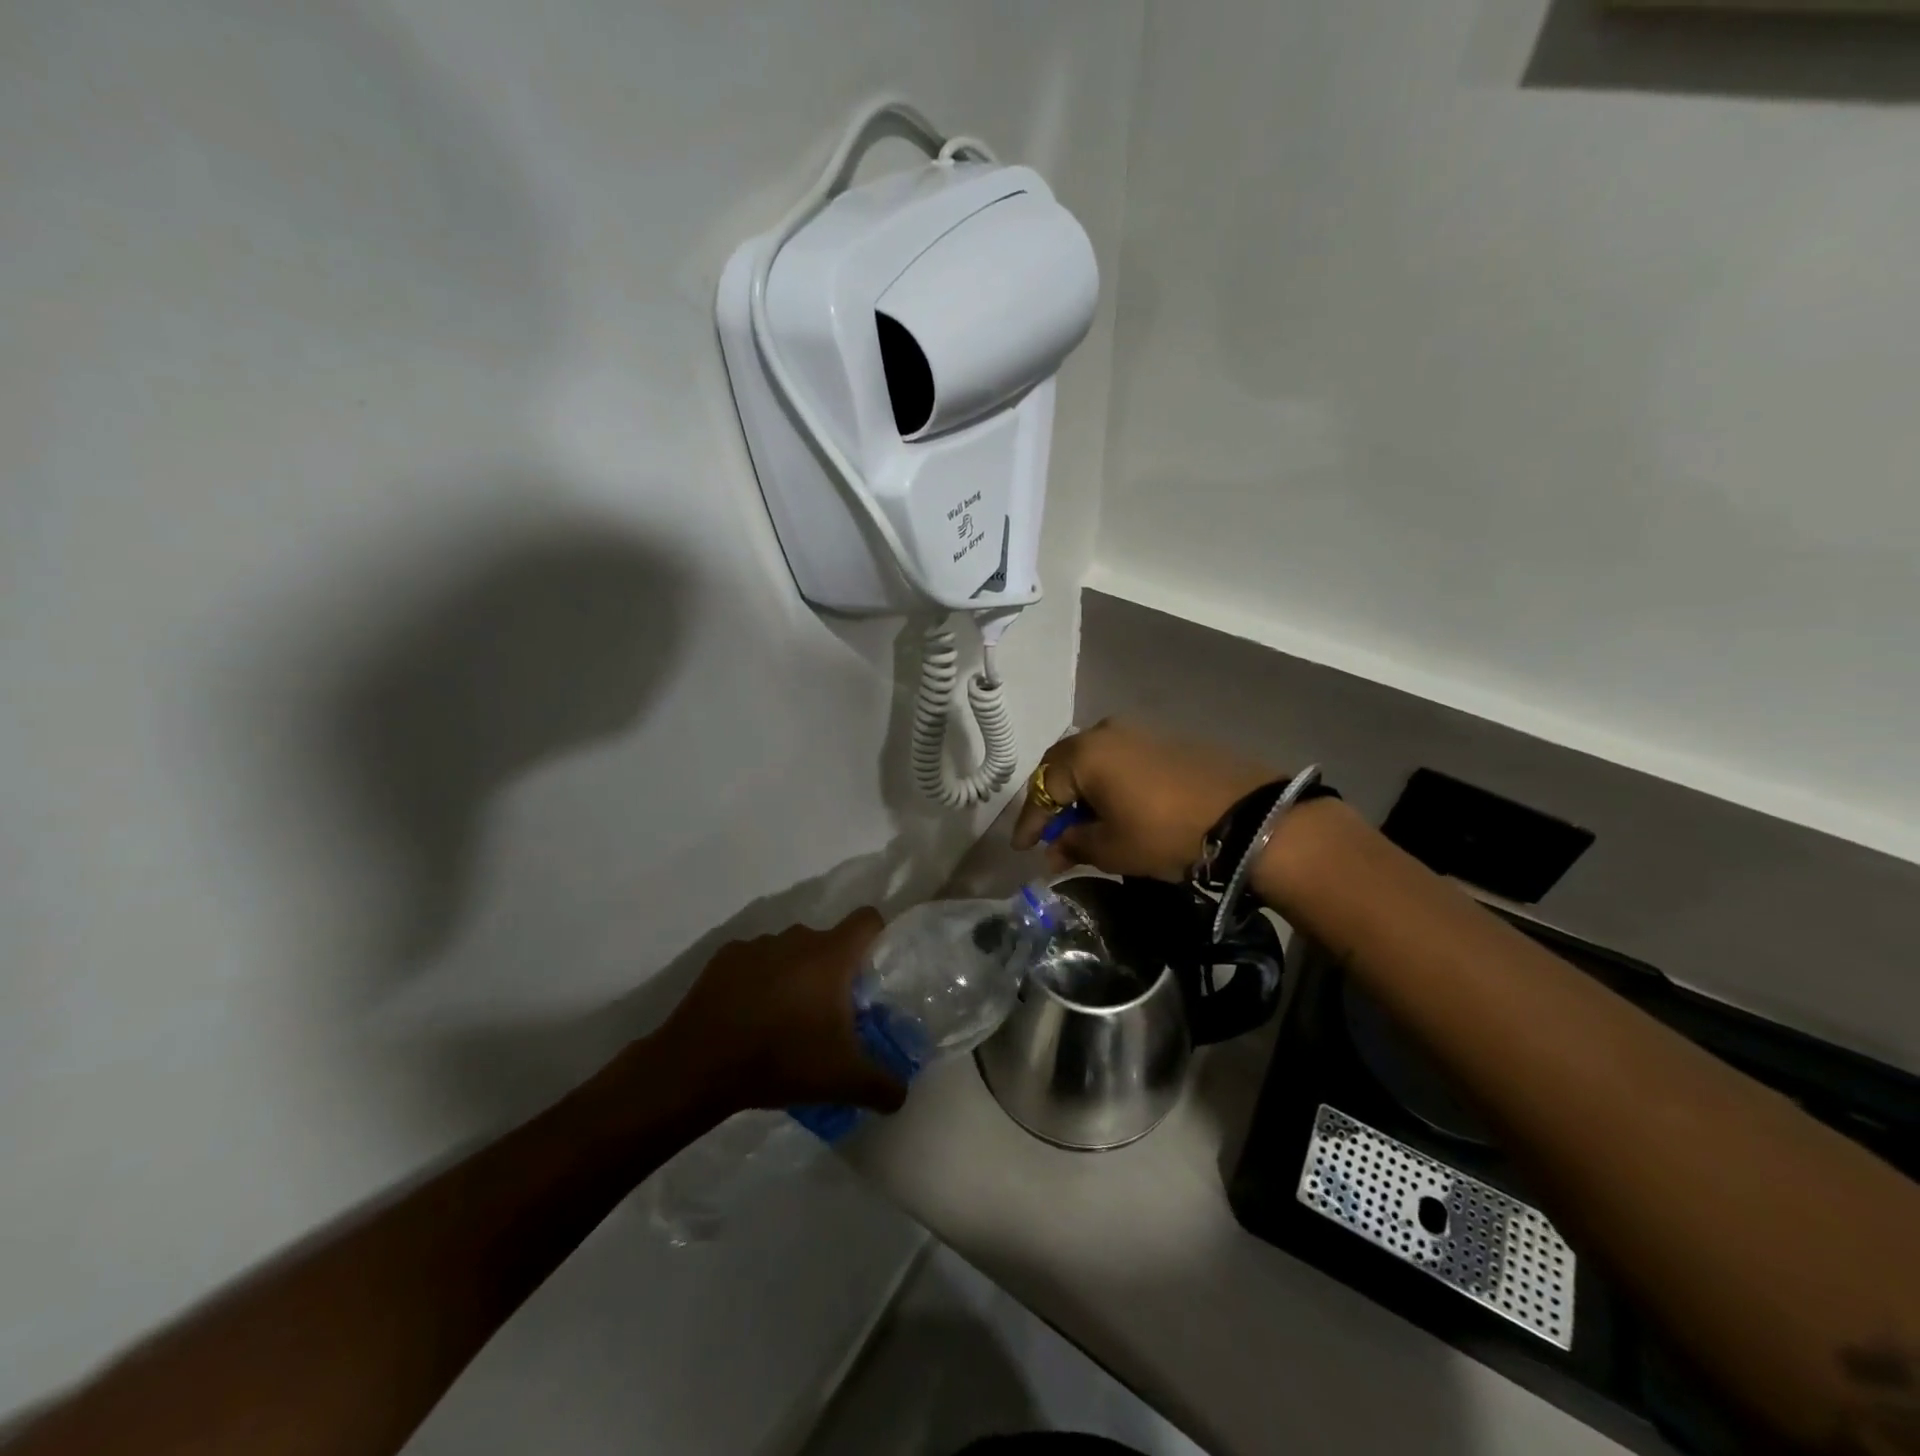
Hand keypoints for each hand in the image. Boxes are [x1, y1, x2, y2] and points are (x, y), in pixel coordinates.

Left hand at [649, 910, 907, 1116]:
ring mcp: (758, 945)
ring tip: (785, 1018)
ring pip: (790, 951)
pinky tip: (749, 1015)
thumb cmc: (782, 1059)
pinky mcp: (724, 957)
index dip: (877, 937)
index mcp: (831, 955)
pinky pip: (755, 961)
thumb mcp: (843, 1080)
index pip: (867, 920)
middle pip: (828, 941)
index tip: (873, 971)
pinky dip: (759, 980)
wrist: (699, 1065)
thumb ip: (883, 1085)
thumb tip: (903, 1094)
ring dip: (794, 974)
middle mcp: (797, 937)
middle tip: (830, 1013)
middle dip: (833, 971)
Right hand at [1010, 719, 1278, 879]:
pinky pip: (1120, 761)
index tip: (1021, 848)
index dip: (1030, 822)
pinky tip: (1114, 808)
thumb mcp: (1112, 848)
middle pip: (1064, 767)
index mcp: (1084, 754)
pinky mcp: (1165, 740)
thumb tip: (1054, 850)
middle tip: (1049, 833)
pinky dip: (1108, 785)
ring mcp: (1138, 732)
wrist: (1247, 816)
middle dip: (1053, 802)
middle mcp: (1105, 732)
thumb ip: (1074, 844)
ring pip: (1093, 762)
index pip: (1041, 788)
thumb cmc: (1165, 833)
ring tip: (1083, 824)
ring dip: (1082, 793)